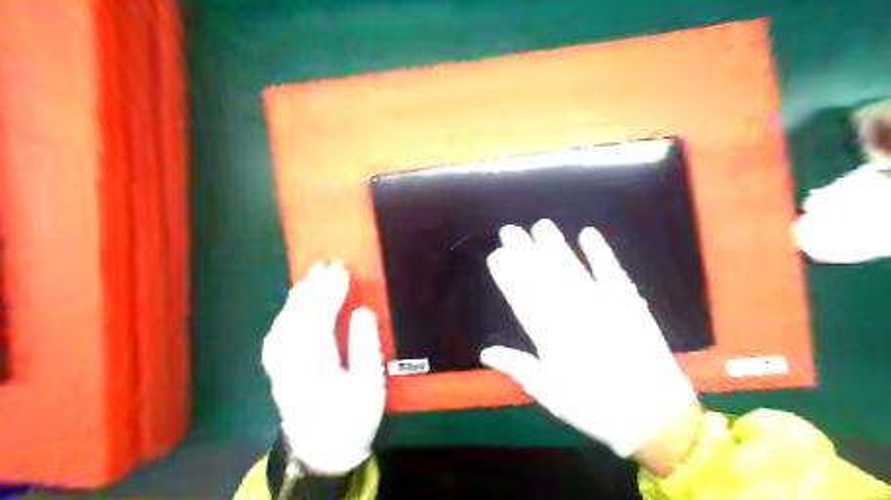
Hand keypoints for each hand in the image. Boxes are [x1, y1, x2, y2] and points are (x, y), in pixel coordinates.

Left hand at [259, 262, 382, 476]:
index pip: (319, 320)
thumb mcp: (370, 387)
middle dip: (314, 287)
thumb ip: (366, 347)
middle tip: (329, 264)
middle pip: (298, 317)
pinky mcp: (276, 369)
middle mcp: (291, 364)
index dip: (330, 292)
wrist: (323, 452)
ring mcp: (279, 367)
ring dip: (299, 295)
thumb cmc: (353, 418)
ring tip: (313, 275)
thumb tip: (362, 311)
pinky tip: (295, 303)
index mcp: (316, 368)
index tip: (343, 270)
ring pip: (283, 322)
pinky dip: (287, 312)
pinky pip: (277, 332)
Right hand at [481, 220, 703, 474]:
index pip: (523, 298)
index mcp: (551, 338)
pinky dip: (600, 253)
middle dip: (525, 252)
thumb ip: (519, 367)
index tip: (496, 255)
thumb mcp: (551, 395)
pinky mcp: (629, 303)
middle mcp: (573, 314)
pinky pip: (611, 272)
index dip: (508, 275)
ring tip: (541, 226)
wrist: (655, 417)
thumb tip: (486, 352)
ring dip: (555, 246)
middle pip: (544, 277)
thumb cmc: (596, 408)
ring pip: (572, 269)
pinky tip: (588, 235)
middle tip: (509, 230)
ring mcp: (603, 305)